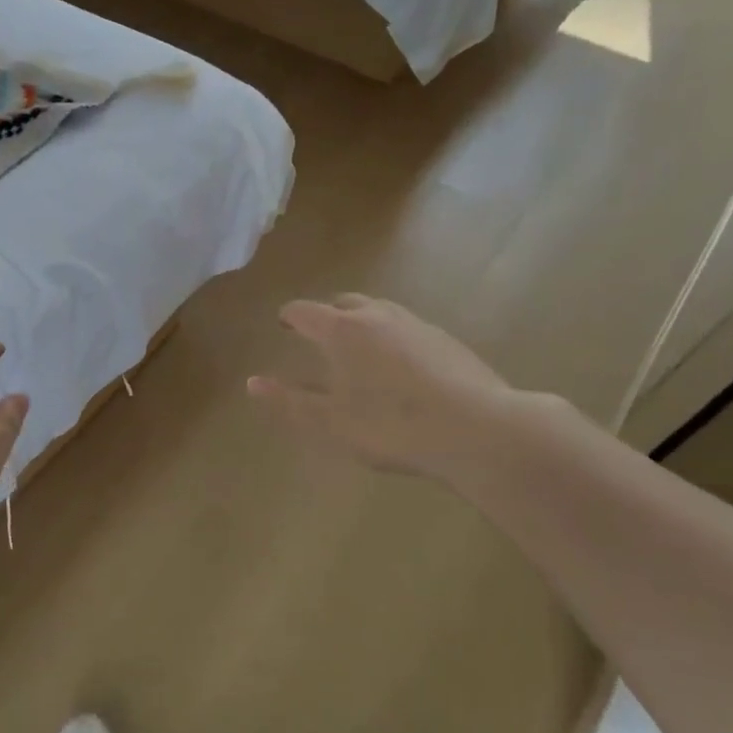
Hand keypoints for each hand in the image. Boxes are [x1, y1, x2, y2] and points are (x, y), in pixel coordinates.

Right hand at [248, 295, 517, 480]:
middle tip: (317, 333)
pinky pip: (406, 328)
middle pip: (344, 302)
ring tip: (357, 348)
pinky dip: (391, 337)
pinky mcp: (447, 341)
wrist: (480, 430)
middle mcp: (377, 316)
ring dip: (361, 322)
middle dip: (326, 314)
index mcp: (342, 330)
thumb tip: (252, 382)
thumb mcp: (330, 422)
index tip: (282, 324)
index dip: (289, 317)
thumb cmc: (391, 426)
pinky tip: (399, 366)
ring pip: (379, 311)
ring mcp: (416, 324)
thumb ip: (289, 401)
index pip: (305, 311)